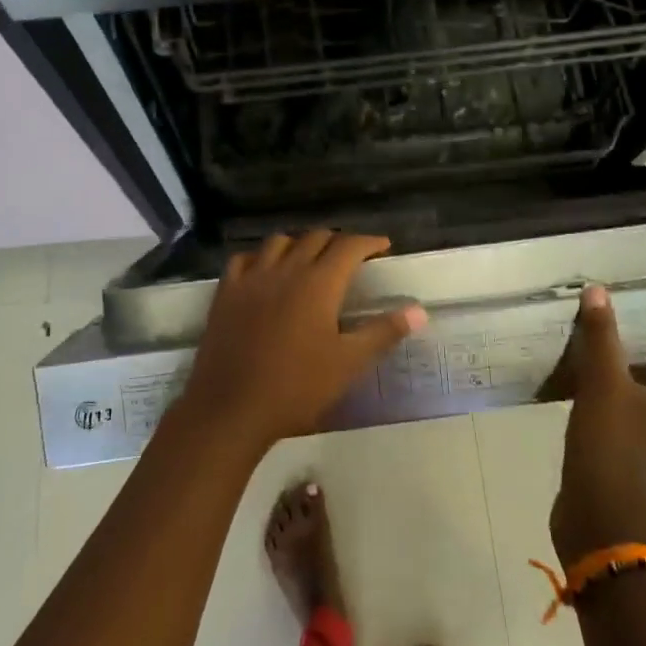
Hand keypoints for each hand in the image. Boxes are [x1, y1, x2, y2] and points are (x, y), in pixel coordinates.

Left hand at [178, 231, 426, 450]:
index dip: (369, 242)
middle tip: (351, 257)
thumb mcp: (348, 363)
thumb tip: (419, 311)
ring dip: (300, 244)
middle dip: (338, 241)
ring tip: (309, 260)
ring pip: (279, 242)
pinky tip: (265, 271)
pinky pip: (244, 259)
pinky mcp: (226, 292)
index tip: (383, 246)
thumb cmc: (296, 387)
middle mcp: (286, 269)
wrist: (231, 408)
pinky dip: (261, 257)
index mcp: (318, 282)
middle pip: (315, 238)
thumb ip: (384, 332)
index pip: (349, 246)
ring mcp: (251, 278)